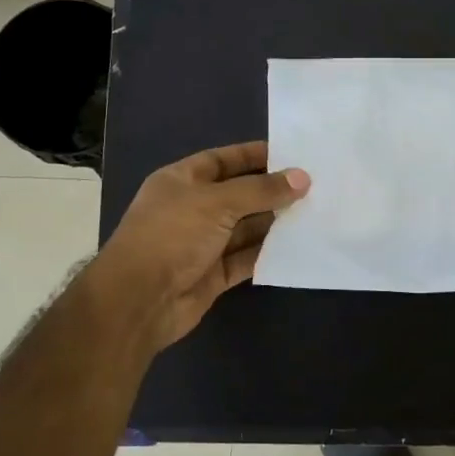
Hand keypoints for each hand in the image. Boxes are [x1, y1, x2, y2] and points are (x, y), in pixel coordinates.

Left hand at [87, 141, 308, 352]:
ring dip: (274, 222)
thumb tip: (303, 178)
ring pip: (245, 228)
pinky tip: (297, 245)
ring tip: (314, 212)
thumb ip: (261, 190)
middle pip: (238, 194)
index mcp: (181, 181)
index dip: (253, 156)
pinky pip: (246, 258)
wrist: (139, 300)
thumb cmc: (172, 235)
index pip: (222, 160)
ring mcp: (202, 243)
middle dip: (271, 190)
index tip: (291, 155)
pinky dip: (268, 253)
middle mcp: (192, 209)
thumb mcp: (217, 202)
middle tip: (314, 185)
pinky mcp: (213, 274)